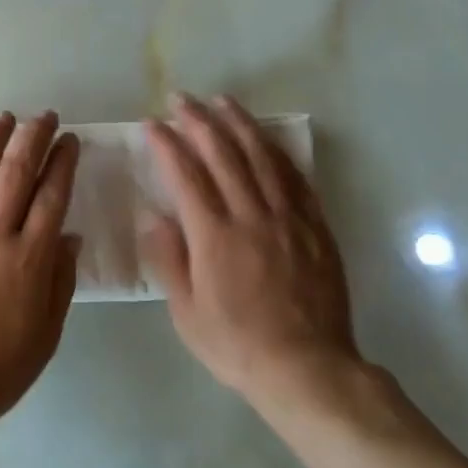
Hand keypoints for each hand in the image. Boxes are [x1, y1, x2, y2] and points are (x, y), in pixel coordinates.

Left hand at [0, 112, 79, 437]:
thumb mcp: (45, 336)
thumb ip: (59, 282)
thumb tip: (69, 236)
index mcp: (28, 258)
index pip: (51, 195)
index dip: (63, 162)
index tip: (70, 141)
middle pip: (16, 172)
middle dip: (33, 138)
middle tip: (44, 116)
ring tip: (4, 118)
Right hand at [141, 94, 361, 409]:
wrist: (308, 368)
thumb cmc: (237, 345)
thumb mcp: (187, 313)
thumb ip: (168, 259)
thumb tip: (153, 215)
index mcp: (214, 236)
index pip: (186, 175)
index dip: (167, 144)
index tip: (152, 124)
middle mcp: (251, 215)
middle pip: (223, 153)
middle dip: (199, 120)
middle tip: (182, 98)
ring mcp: (287, 217)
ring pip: (261, 156)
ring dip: (239, 123)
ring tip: (222, 101)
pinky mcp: (315, 226)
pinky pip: (294, 177)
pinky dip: (277, 151)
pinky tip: (267, 138)